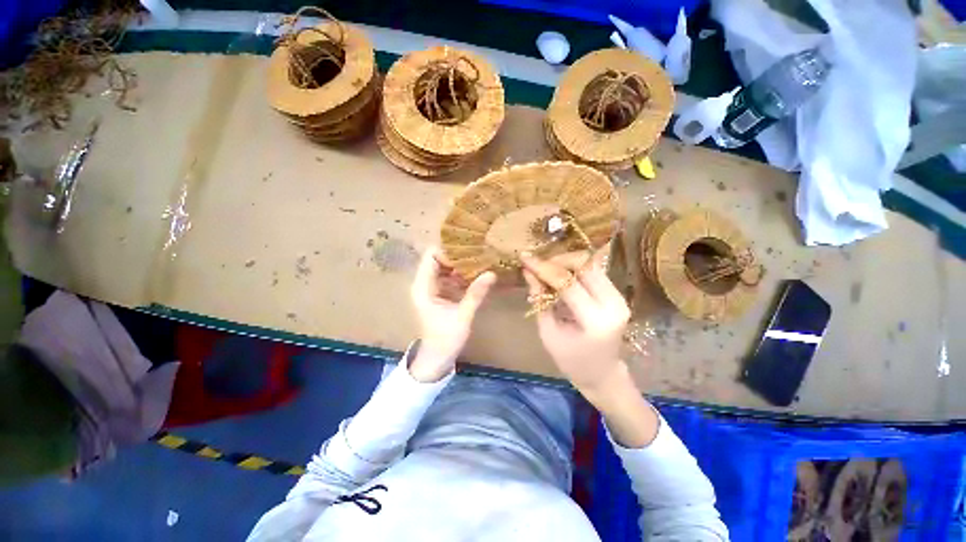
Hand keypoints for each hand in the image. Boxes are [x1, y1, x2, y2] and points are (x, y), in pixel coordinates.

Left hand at [409, 247, 495, 381]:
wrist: (435, 359)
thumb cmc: (445, 339)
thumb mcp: (463, 316)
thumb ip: (475, 294)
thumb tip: (491, 273)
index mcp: (423, 287)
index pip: (430, 256)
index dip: (448, 252)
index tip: (468, 254)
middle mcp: (423, 284)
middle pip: (437, 259)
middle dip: (456, 256)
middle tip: (477, 256)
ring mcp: (429, 288)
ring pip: (442, 267)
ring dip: (458, 265)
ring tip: (478, 263)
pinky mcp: (436, 294)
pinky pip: (446, 277)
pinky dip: (459, 274)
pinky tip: (474, 276)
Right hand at [522, 250, 631, 399]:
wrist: (603, 374)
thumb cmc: (571, 360)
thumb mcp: (548, 332)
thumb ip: (539, 299)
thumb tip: (528, 272)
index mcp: (595, 320)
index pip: (568, 283)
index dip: (544, 268)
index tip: (525, 257)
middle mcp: (613, 304)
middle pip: (585, 265)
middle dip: (557, 260)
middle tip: (537, 265)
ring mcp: (619, 297)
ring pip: (591, 264)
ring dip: (566, 261)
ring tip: (547, 268)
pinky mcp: (618, 294)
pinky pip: (594, 271)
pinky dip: (575, 268)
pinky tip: (560, 274)